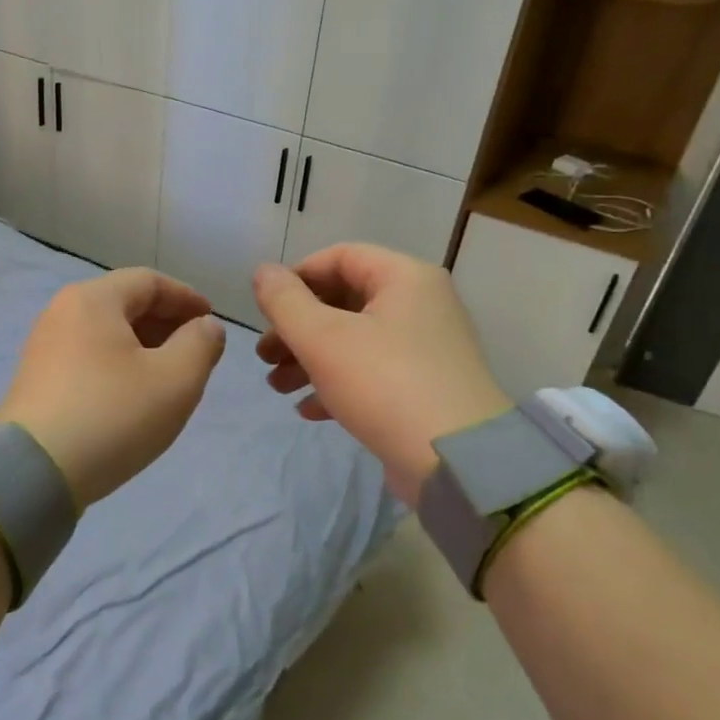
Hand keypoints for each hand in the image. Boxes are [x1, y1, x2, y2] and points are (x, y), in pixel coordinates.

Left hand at [0, 268, 226, 508]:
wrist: (33, 472)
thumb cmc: (112, 415)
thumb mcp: (175, 380)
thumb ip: (200, 344)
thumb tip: (206, 326)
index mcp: (93, 299)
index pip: (149, 281)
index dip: (186, 298)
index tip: (211, 321)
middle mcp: (62, 312)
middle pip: (124, 303)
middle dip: (165, 322)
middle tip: (195, 351)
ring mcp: (44, 346)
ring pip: (105, 333)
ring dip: (143, 346)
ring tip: (169, 376)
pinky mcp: (37, 379)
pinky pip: (87, 357)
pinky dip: (117, 364)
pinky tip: (133, 395)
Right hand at [253, 245, 511, 502]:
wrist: (455, 462)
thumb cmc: (385, 384)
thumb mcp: (323, 338)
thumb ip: (285, 301)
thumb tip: (263, 271)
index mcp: (404, 278)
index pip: (339, 257)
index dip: (296, 278)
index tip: (265, 310)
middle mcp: (419, 305)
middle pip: (343, 301)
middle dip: (296, 327)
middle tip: (264, 356)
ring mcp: (424, 348)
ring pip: (353, 340)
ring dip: (309, 358)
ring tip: (277, 386)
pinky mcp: (423, 387)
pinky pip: (371, 373)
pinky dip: (336, 384)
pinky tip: (307, 409)